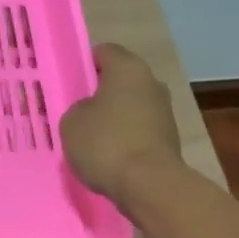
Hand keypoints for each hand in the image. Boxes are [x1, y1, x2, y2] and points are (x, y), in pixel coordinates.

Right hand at [60, 43, 185, 208]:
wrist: (149, 185)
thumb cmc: (105, 143)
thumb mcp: (71, 121)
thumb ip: (78, 108)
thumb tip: (91, 111)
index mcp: (128, 68)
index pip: (103, 52)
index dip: (83, 64)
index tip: (68, 83)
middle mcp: (151, 82)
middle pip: (119, 80)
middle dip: (99, 93)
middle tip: (76, 110)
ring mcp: (165, 111)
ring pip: (130, 106)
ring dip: (113, 117)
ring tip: (90, 138)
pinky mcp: (169, 138)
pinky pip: (139, 129)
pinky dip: (125, 137)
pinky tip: (108, 155)